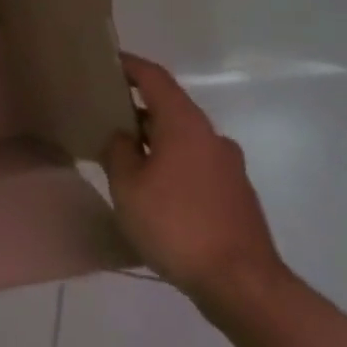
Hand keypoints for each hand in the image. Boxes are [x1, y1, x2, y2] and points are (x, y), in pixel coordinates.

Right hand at [105, 53, 287, 305]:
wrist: (243, 285)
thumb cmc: (177, 226)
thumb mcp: (128, 187)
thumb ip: (117, 152)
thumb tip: (121, 138)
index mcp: (185, 125)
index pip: (154, 78)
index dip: (129, 65)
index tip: (106, 61)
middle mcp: (211, 138)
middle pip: (170, 109)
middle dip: (136, 110)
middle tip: (104, 119)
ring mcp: (229, 167)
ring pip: (183, 140)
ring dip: (154, 142)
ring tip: (123, 161)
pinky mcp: (236, 195)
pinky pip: (195, 165)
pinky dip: (171, 166)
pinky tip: (153, 194)